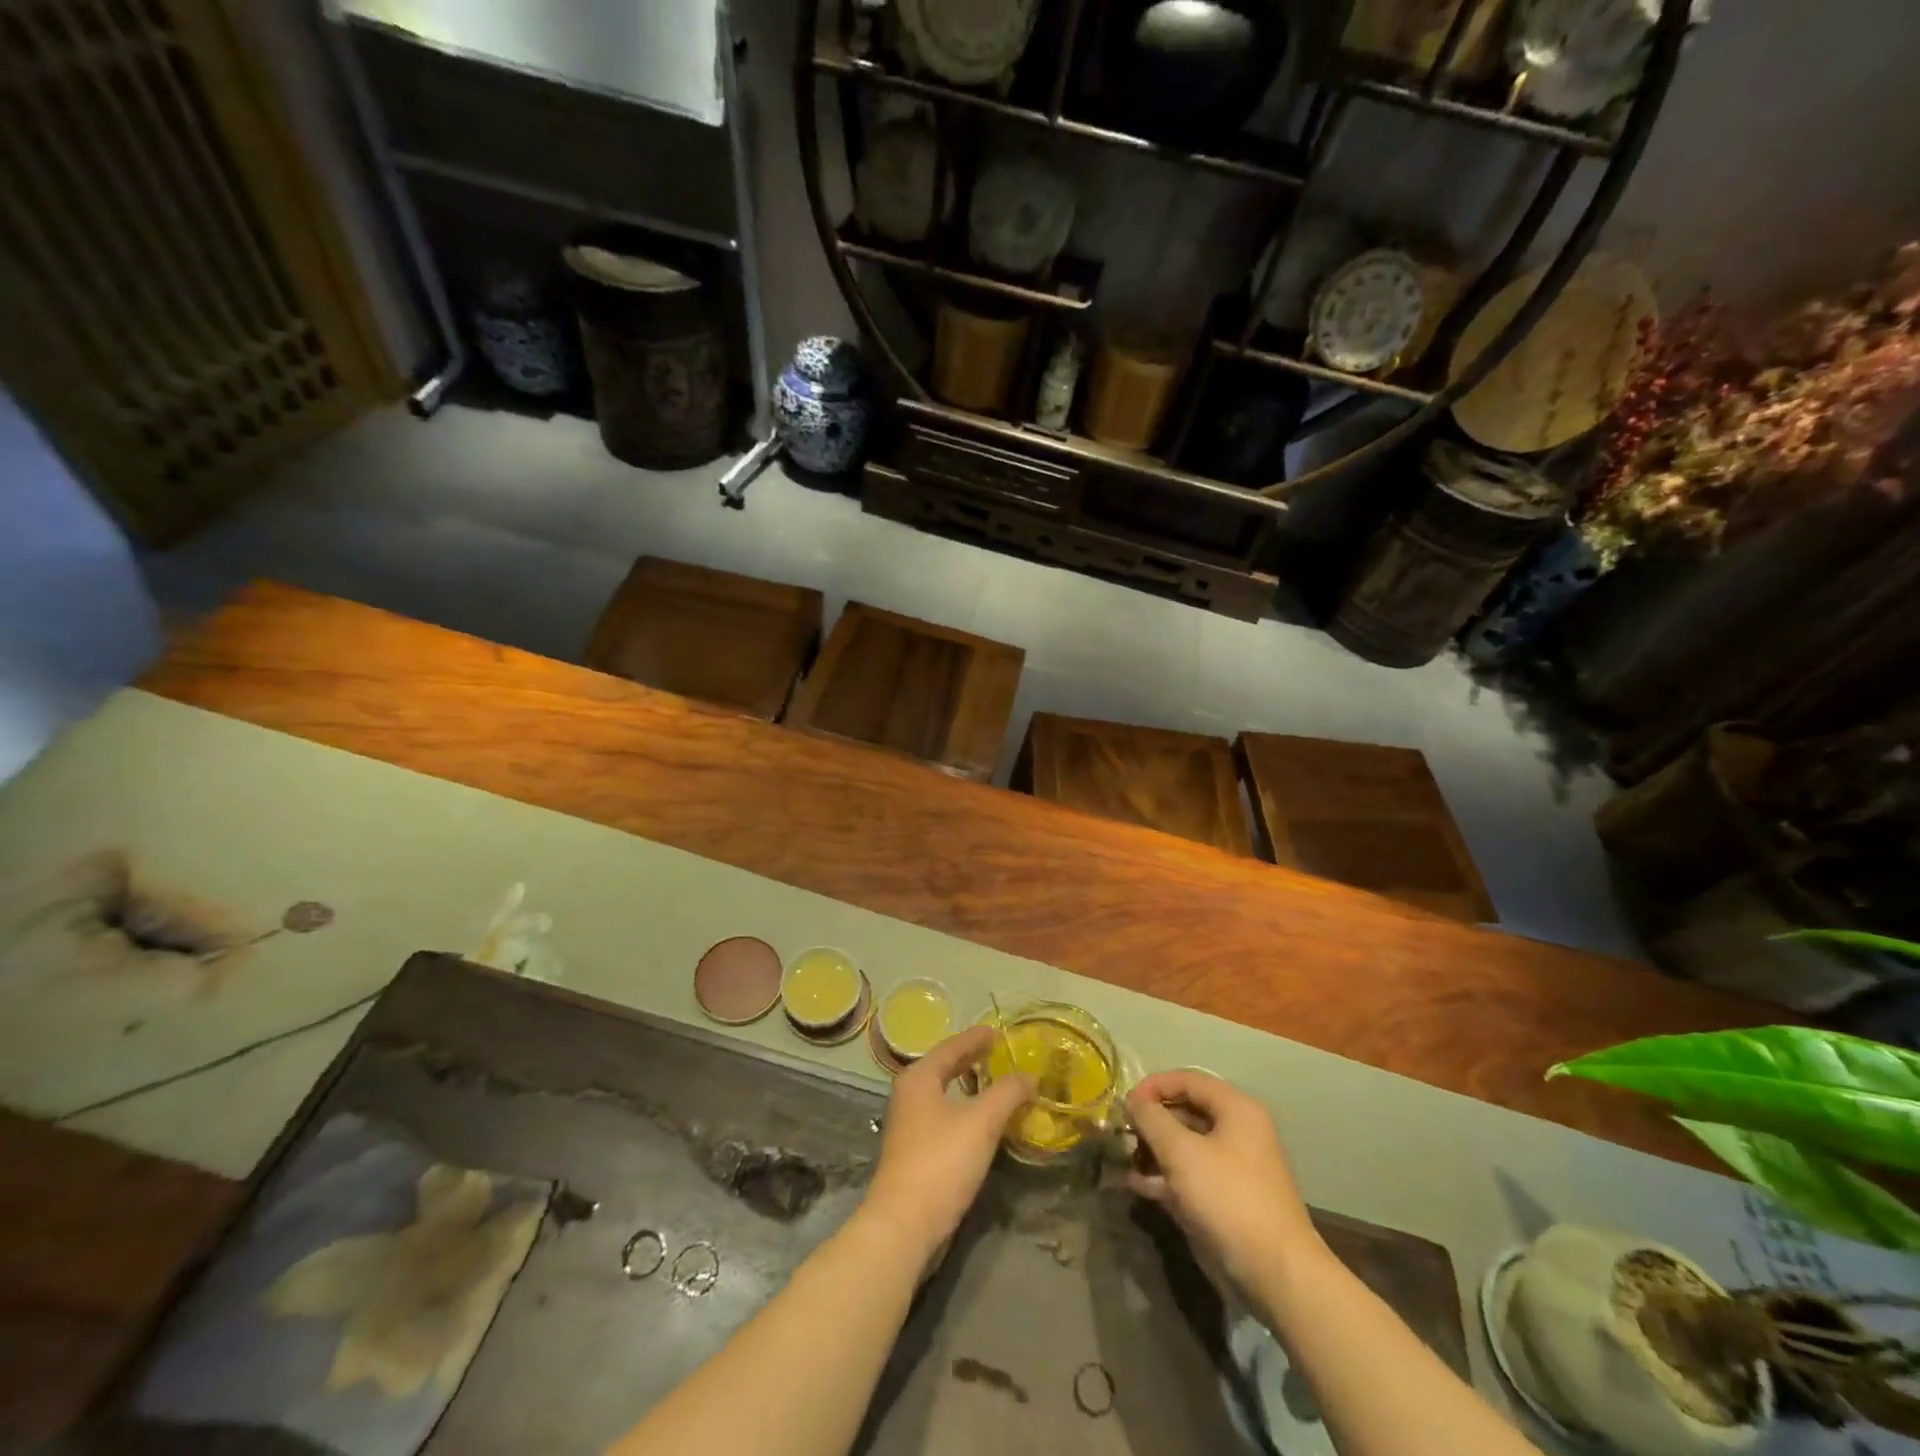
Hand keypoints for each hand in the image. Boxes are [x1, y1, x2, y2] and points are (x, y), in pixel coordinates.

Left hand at [860, 1026, 1032, 1260]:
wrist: (905, 1224)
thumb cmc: (942, 1161)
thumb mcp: (982, 1121)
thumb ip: (1007, 1093)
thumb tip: (1030, 1077)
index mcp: (919, 1078)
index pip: (951, 1047)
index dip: (975, 1038)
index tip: (997, 1031)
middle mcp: (909, 1095)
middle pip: (944, 1068)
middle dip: (971, 1060)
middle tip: (998, 1053)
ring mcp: (908, 1125)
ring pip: (943, 1094)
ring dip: (968, 1087)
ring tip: (994, 1084)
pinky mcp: (914, 1152)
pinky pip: (943, 1117)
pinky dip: (964, 1110)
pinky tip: (981, 1122)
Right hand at [1126, 1069, 1323, 1290]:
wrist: (1276, 1274)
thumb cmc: (1228, 1198)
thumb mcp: (1182, 1152)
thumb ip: (1152, 1119)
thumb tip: (1134, 1099)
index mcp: (1236, 1109)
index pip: (1187, 1080)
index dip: (1153, 1086)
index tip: (1124, 1103)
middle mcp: (1238, 1131)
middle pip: (1187, 1111)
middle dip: (1152, 1120)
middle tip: (1121, 1131)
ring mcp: (1234, 1167)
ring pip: (1187, 1146)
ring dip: (1155, 1150)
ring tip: (1124, 1158)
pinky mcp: (1228, 1199)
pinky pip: (1191, 1175)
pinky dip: (1166, 1177)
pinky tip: (1137, 1185)